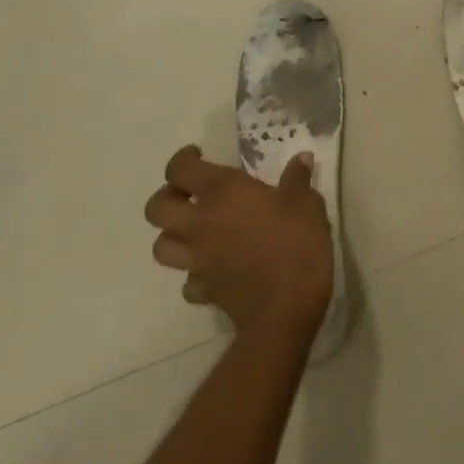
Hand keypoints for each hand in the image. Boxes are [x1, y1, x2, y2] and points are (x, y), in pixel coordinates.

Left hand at [145, 147, 332, 336]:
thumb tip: (300, 158)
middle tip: (190, 193)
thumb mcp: (306, 203)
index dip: (184, 158)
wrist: (285, 308)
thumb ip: (297, 179)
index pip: (180, 169)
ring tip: (195, 230)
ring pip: (161, 246)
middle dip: (167, 196)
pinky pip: (187, 279)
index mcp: (222, 192)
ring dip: (172, 235)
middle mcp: (200, 223)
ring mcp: (197, 260)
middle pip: (156, 208)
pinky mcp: (204, 291)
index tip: (199, 154)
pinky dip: (195, 271)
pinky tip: (213, 267)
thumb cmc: (296, 244)